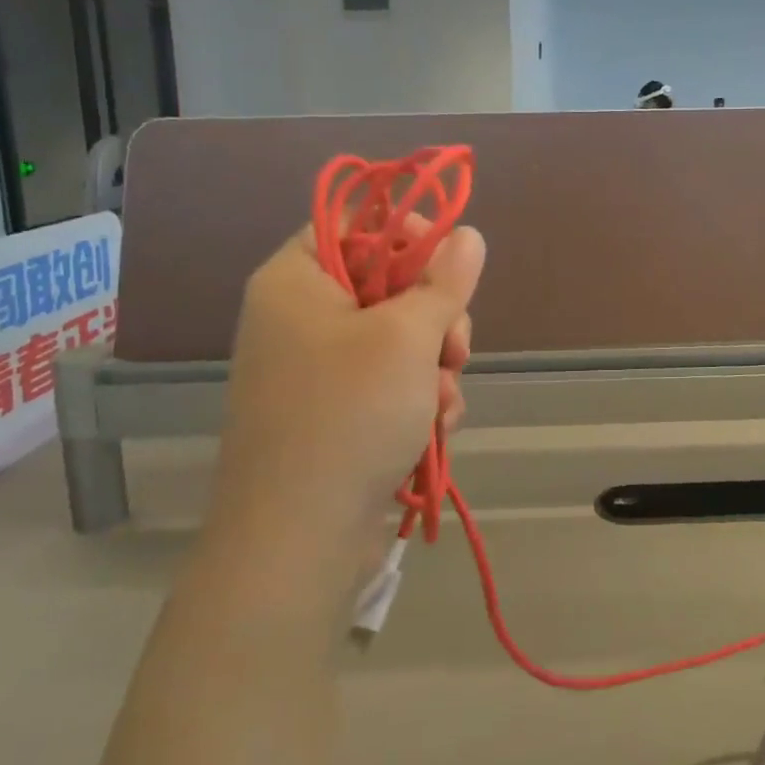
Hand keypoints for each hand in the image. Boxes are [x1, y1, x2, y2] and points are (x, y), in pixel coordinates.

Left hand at [213, 215, 485, 541]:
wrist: (298, 540)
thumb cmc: (349, 415)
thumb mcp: (407, 337)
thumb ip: (444, 280)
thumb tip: (468, 235)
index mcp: (296, 280)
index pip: (354, 225)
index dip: (406, 234)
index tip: (447, 264)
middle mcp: (301, 317)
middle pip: (388, 283)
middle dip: (435, 318)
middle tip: (453, 349)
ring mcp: (318, 369)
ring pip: (401, 338)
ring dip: (435, 367)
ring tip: (440, 404)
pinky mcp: (337, 412)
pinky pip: (392, 382)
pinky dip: (419, 400)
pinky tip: (433, 429)